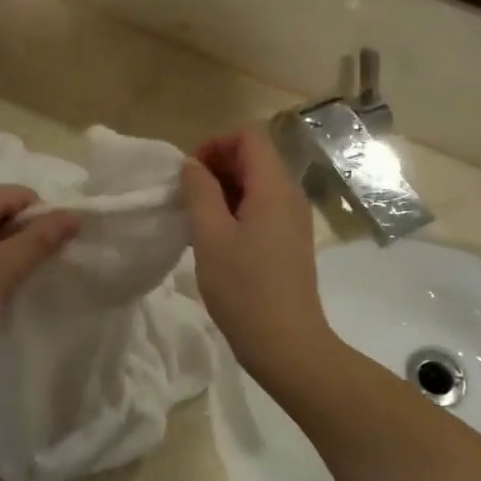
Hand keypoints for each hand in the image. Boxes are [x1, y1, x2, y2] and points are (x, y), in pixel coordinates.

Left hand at [0, 186, 77, 359]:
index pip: (25, 196)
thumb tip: (75, 215)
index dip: (42, 222)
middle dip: (22, 236)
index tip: (47, 255)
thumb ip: (42, 238)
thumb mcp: (6, 264)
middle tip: (27, 270)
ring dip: (3, 250)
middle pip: (5, 209)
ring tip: (3, 280)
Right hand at [180, 128, 332, 382]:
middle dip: (217, 166)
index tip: (190, 174)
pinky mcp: (290, 241)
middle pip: (255, 157)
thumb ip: (199, 192)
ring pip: (257, 184)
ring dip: (224, 190)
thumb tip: (192, 165)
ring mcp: (293, 220)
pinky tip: (216, 238)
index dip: (216, 144)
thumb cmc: (244, 288)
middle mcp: (290, 196)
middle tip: (187, 197)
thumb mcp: (211, 236)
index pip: (249, 136)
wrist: (286, 343)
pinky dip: (237, 210)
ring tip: (197, 218)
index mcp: (274, 188)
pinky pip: (263, 208)